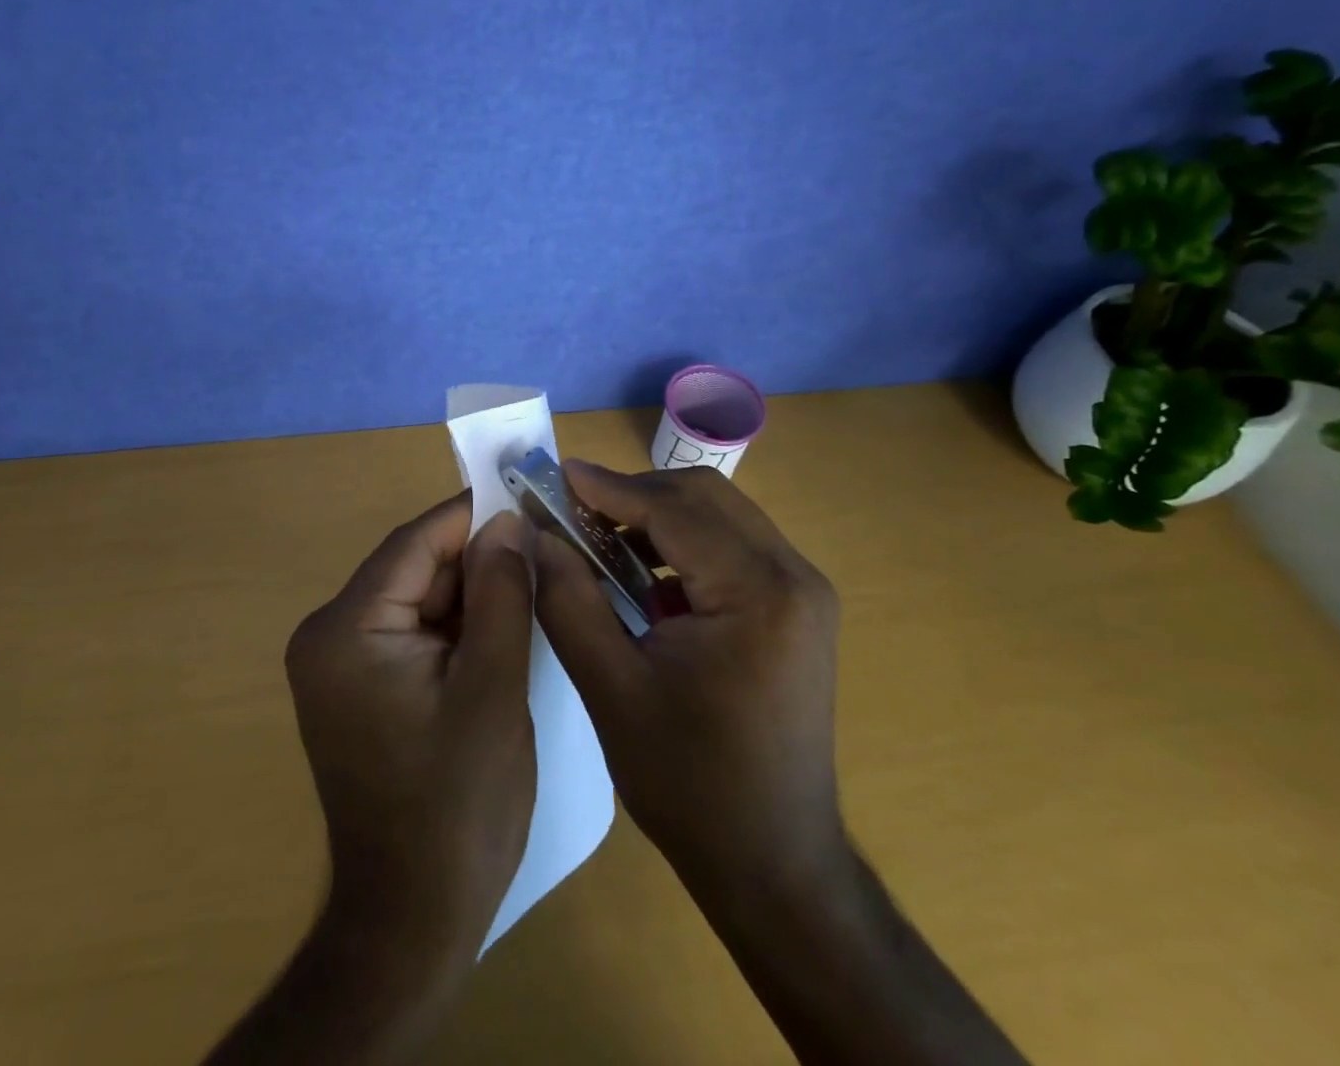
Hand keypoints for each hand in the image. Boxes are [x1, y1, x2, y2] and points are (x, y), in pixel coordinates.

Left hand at [285, 495, 536, 968]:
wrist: (411, 921)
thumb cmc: (457, 805)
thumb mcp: (493, 687)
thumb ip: (500, 593)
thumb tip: (508, 521)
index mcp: (346, 629)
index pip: (415, 543)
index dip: (472, 516)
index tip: (527, 499)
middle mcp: (328, 634)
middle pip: (414, 568)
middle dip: (476, 559)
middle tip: (541, 550)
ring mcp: (338, 663)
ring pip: (417, 598)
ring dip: (470, 593)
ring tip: (532, 585)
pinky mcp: (356, 687)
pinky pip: (410, 632)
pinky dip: (454, 627)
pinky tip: (499, 629)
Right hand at [533, 461, 844, 899]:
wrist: (775, 864)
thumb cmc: (690, 784)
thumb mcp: (611, 689)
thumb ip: (568, 601)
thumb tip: (536, 535)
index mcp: (758, 593)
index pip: (673, 509)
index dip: (609, 487)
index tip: (555, 475)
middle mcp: (794, 577)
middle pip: (704, 497)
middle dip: (634, 494)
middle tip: (573, 510)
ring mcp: (803, 591)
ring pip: (720, 516)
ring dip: (657, 516)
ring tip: (599, 541)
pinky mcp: (797, 609)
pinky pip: (733, 547)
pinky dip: (683, 545)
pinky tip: (643, 578)